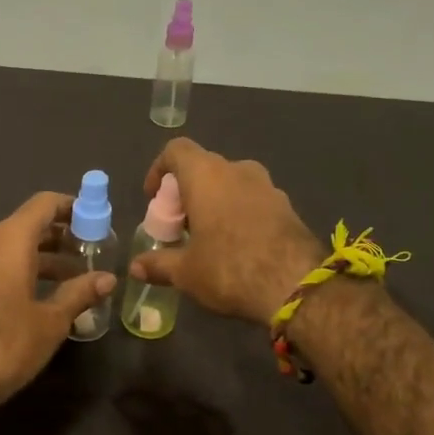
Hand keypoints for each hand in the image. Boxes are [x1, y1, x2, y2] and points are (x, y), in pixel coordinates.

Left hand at [0, 191, 116, 411]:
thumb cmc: (7, 344)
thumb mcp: (52, 320)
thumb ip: (80, 292)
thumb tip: (109, 279)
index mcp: (10, 241)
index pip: (44, 204)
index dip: (72, 206)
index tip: (97, 221)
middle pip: (31, 224)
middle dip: (64, 235)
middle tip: (94, 252)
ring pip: (17, 246)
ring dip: (48, 256)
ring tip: (78, 276)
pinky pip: (3, 264)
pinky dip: (28, 269)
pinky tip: (49, 294)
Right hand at [130, 139, 322, 325]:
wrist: (297, 285)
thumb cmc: (229, 268)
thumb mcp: (186, 272)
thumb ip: (159, 264)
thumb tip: (136, 267)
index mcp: (206, 175)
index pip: (177, 150)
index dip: (159, 169)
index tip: (154, 197)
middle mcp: (237, 170)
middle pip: (204, 167)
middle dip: (187, 191)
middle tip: (179, 223)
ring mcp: (268, 186)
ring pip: (232, 183)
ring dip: (216, 202)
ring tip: (208, 236)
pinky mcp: (288, 206)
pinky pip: (254, 201)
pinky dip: (239, 214)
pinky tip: (238, 246)